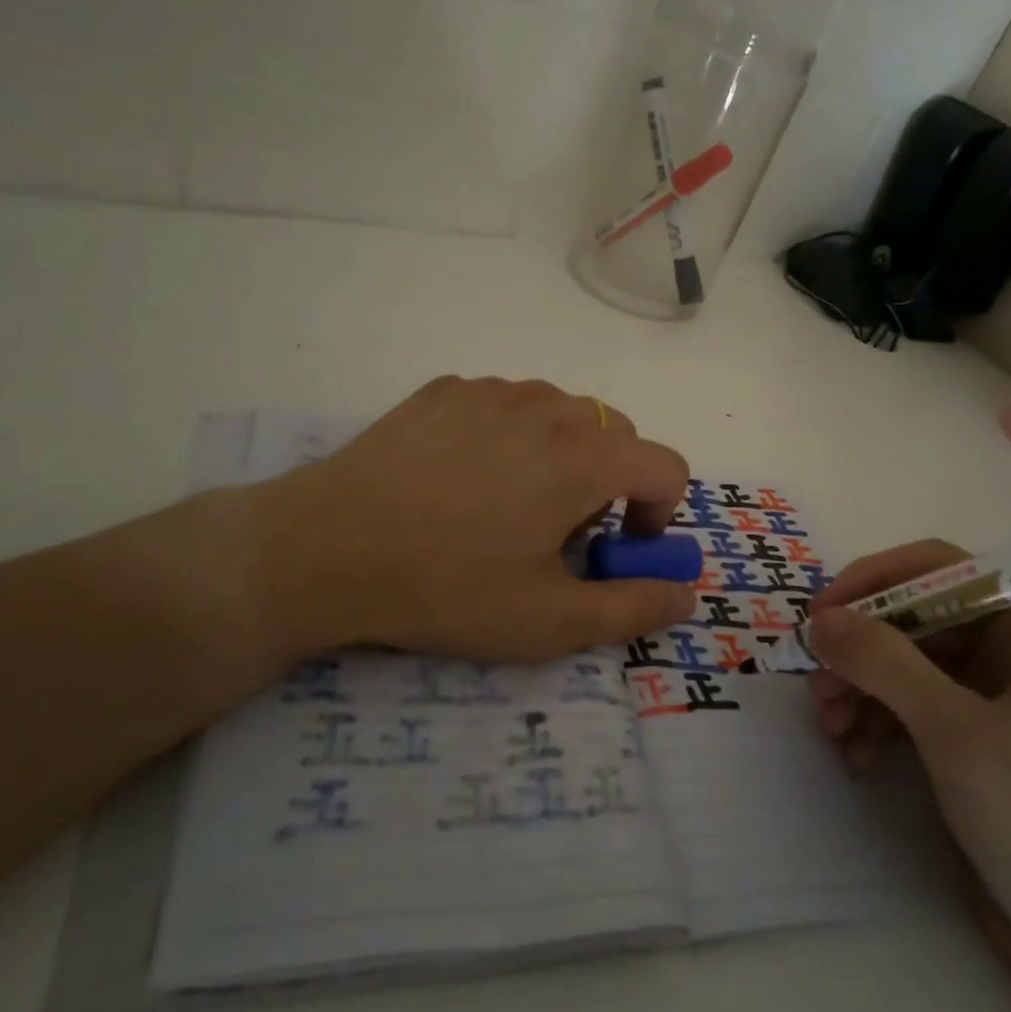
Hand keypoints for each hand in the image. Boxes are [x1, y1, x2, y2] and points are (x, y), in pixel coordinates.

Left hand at [213, 376, 696, 672]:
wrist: (326, 548)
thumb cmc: (448, 587)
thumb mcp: (549, 622)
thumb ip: (633, 610)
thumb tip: (685, 595)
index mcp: (585, 456)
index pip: (665, 466)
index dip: (658, 513)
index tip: (619, 548)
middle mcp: (548, 406)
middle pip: (615, 435)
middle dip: (608, 483)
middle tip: (558, 532)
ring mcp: (492, 391)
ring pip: (559, 414)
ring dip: (560, 454)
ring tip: (507, 503)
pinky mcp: (445, 389)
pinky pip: (503, 406)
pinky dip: (508, 436)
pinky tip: (459, 477)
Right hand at [804, 541, 1010, 993]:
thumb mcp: (957, 733)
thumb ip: (885, 663)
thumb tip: (820, 620)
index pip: (938, 568)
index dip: (873, 581)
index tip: (820, 615)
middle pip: (913, 619)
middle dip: (860, 651)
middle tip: (818, 687)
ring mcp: (992, 695)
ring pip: (904, 663)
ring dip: (860, 689)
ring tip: (831, 728)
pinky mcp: (972, 738)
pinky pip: (909, 706)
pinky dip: (877, 723)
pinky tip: (857, 758)